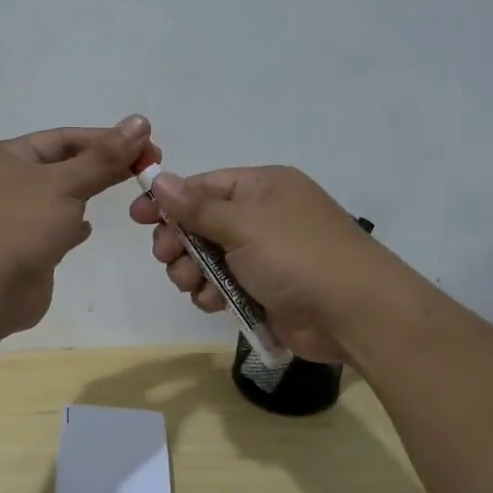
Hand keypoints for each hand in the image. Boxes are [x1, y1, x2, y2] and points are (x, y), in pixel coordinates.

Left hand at [0, 115, 150, 334]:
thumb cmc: (18, 225)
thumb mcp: (64, 183)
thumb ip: (104, 157)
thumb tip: (139, 121)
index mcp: (8, 156)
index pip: (65, 138)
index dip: (107, 139)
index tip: (148, 145)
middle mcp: (7, 183)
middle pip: (64, 166)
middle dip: (102, 166)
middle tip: (147, 168)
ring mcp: (13, 218)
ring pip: (59, 198)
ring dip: (87, 194)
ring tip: (126, 193)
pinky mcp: (23, 251)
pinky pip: (52, 229)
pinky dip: (72, 226)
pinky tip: (88, 228)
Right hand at [129, 163, 389, 362]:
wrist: (355, 313)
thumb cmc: (297, 255)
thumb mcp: (243, 224)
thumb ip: (197, 206)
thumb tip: (160, 179)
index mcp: (262, 188)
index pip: (204, 186)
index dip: (169, 200)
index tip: (138, 217)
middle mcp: (262, 217)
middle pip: (201, 223)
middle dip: (178, 241)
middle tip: (166, 257)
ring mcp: (264, 255)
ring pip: (208, 258)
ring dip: (191, 271)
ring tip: (190, 284)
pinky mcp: (264, 290)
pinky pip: (223, 285)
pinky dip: (211, 293)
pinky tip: (211, 302)